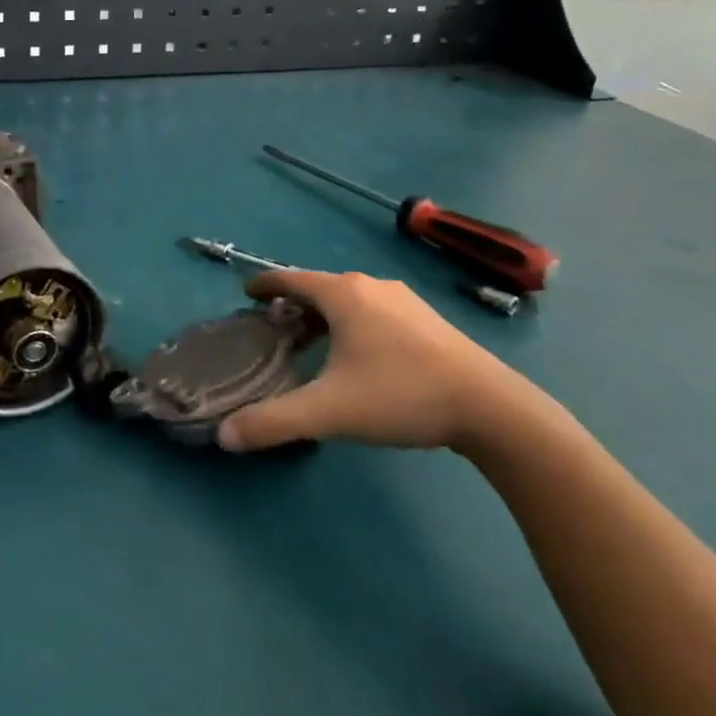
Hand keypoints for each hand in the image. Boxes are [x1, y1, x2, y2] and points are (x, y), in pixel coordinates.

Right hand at [217, 269, 527, 453]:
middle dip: (292, 304)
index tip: (245, 292)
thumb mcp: (329, 412)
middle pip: (320, 288)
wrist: (490, 407)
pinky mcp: (428, 320)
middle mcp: (372, 287)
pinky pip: (374, 311)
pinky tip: (358, 355)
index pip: (291, 279)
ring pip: (349, 300)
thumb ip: (273, 423)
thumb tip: (224, 436)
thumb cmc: (401, 395)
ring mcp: (404, 301)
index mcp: (344, 295)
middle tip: (272, 329)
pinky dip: (352, 323)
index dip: (264, 284)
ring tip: (311, 344)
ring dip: (323, 316)